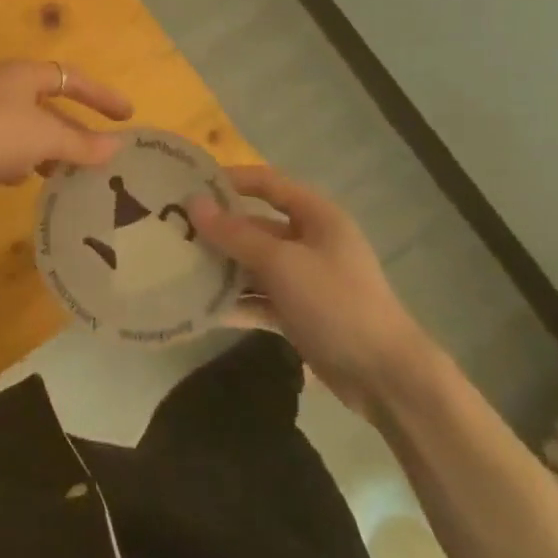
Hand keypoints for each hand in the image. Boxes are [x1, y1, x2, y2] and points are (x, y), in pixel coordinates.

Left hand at [0, 59, 131, 185]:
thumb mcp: (45, 138)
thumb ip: (82, 143)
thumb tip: (117, 147)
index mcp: (24, 74)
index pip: (72, 78)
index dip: (101, 96)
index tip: (126, 117)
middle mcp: (4, 85)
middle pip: (49, 105)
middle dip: (74, 129)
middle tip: (98, 151)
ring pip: (28, 127)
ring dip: (49, 147)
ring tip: (67, 171)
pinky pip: (5, 143)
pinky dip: (21, 158)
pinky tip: (24, 178)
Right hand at [187, 165, 437, 416]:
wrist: (387, 377)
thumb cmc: (336, 303)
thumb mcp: (282, 264)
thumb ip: (235, 234)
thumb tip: (193, 202)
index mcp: (316, 216)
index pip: (267, 183)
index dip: (230, 180)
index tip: (188, 184)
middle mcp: (310, 242)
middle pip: (255, 226)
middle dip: (217, 229)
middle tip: (171, 230)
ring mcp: (305, 280)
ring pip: (253, 264)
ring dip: (221, 267)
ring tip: (176, 266)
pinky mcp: (299, 314)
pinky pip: (258, 298)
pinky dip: (234, 302)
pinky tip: (198, 307)